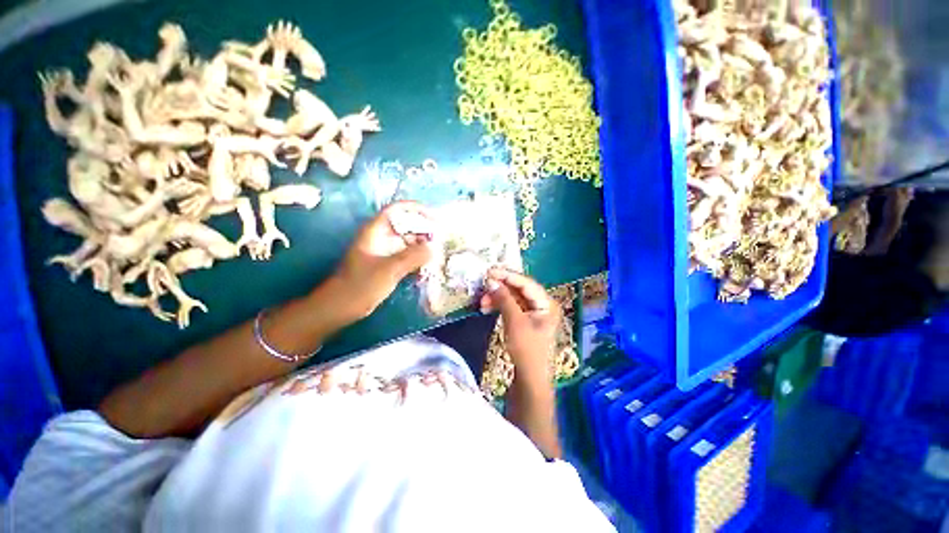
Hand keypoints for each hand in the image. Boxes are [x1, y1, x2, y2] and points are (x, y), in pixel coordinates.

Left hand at [331, 202, 433, 318]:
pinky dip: (417, 259)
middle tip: (441, 242)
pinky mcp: (387, 264)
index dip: (417, 210)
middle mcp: (381, 237)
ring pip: (408, 242)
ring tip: (437, 256)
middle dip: (424, 232)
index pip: (398, 210)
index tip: (435, 219)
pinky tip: (426, 268)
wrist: (341, 307)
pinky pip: (407, 256)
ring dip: (422, 247)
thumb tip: (433, 248)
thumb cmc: (361, 285)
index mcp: (376, 231)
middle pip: (406, 226)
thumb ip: (412, 257)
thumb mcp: (389, 269)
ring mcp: (385, 251)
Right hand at [479, 268, 561, 383]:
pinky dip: (499, 306)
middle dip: (500, 287)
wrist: (529, 379)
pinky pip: (511, 307)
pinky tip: (486, 307)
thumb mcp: (514, 322)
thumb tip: (491, 281)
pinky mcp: (525, 320)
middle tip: (483, 285)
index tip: (490, 271)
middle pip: (519, 289)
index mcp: (546, 303)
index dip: (508, 275)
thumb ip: (504, 299)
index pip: (526, 283)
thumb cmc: (526, 350)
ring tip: (481, 301)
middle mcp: (542, 305)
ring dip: (497, 297)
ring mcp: (534, 313)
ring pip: (513, 298)